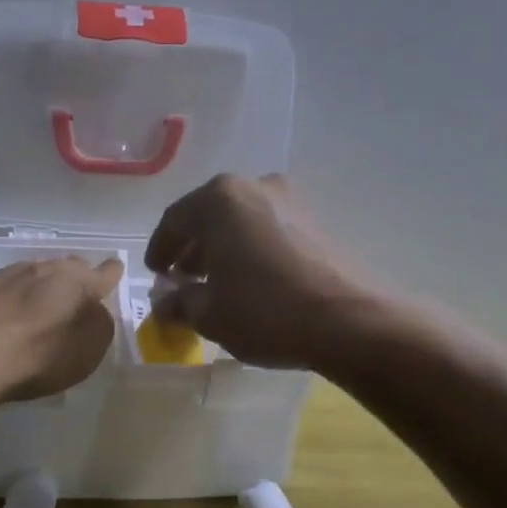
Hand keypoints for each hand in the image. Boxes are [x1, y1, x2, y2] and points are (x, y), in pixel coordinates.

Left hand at [0, 246, 123, 402]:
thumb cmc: (37, 359)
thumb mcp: (88, 352)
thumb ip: (98, 326)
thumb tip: (95, 311)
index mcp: (72, 285)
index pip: (100, 275)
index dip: (109, 273)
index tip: (115, 267)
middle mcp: (35, 271)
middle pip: (59, 267)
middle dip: (69, 273)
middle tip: (74, 283)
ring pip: (19, 268)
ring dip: (28, 275)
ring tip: (32, 280)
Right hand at [144, 174, 372, 369]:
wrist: (350, 321)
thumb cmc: (266, 311)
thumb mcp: (209, 314)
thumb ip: (178, 303)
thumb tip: (163, 302)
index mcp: (220, 199)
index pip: (175, 220)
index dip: (160, 249)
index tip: (156, 274)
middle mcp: (254, 186)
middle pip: (209, 215)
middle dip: (193, 247)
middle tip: (183, 278)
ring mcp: (290, 200)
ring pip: (240, 221)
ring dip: (223, 247)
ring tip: (217, 282)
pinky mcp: (316, 220)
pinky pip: (268, 229)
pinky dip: (251, 249)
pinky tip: (251, 280)